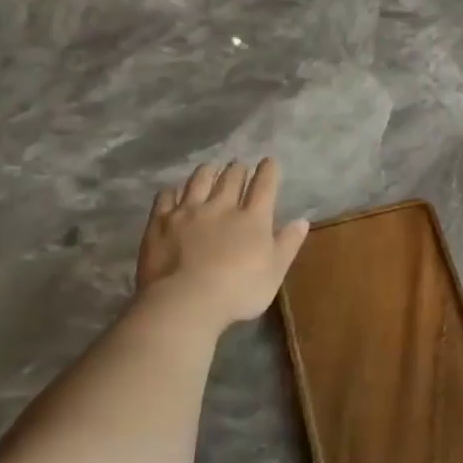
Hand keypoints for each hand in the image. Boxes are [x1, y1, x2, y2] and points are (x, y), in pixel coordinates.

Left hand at [134, 158, 308, 330]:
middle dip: (238, 169)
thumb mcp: (275, 271)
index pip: (264, 186)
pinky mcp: (160, 222)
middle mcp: (221, 206)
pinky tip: (173, 191)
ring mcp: (187, 212)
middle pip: (231, 178)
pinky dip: (172, 191)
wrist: (186, 300)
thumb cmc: (239, 290)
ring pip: (198, 181)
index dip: (268, 171)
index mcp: (253, 218)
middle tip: (239, 165)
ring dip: (207, 171)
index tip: (269, 161)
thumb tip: (302, 220)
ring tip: (210, 167)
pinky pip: (165, 197)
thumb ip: (288, 244)